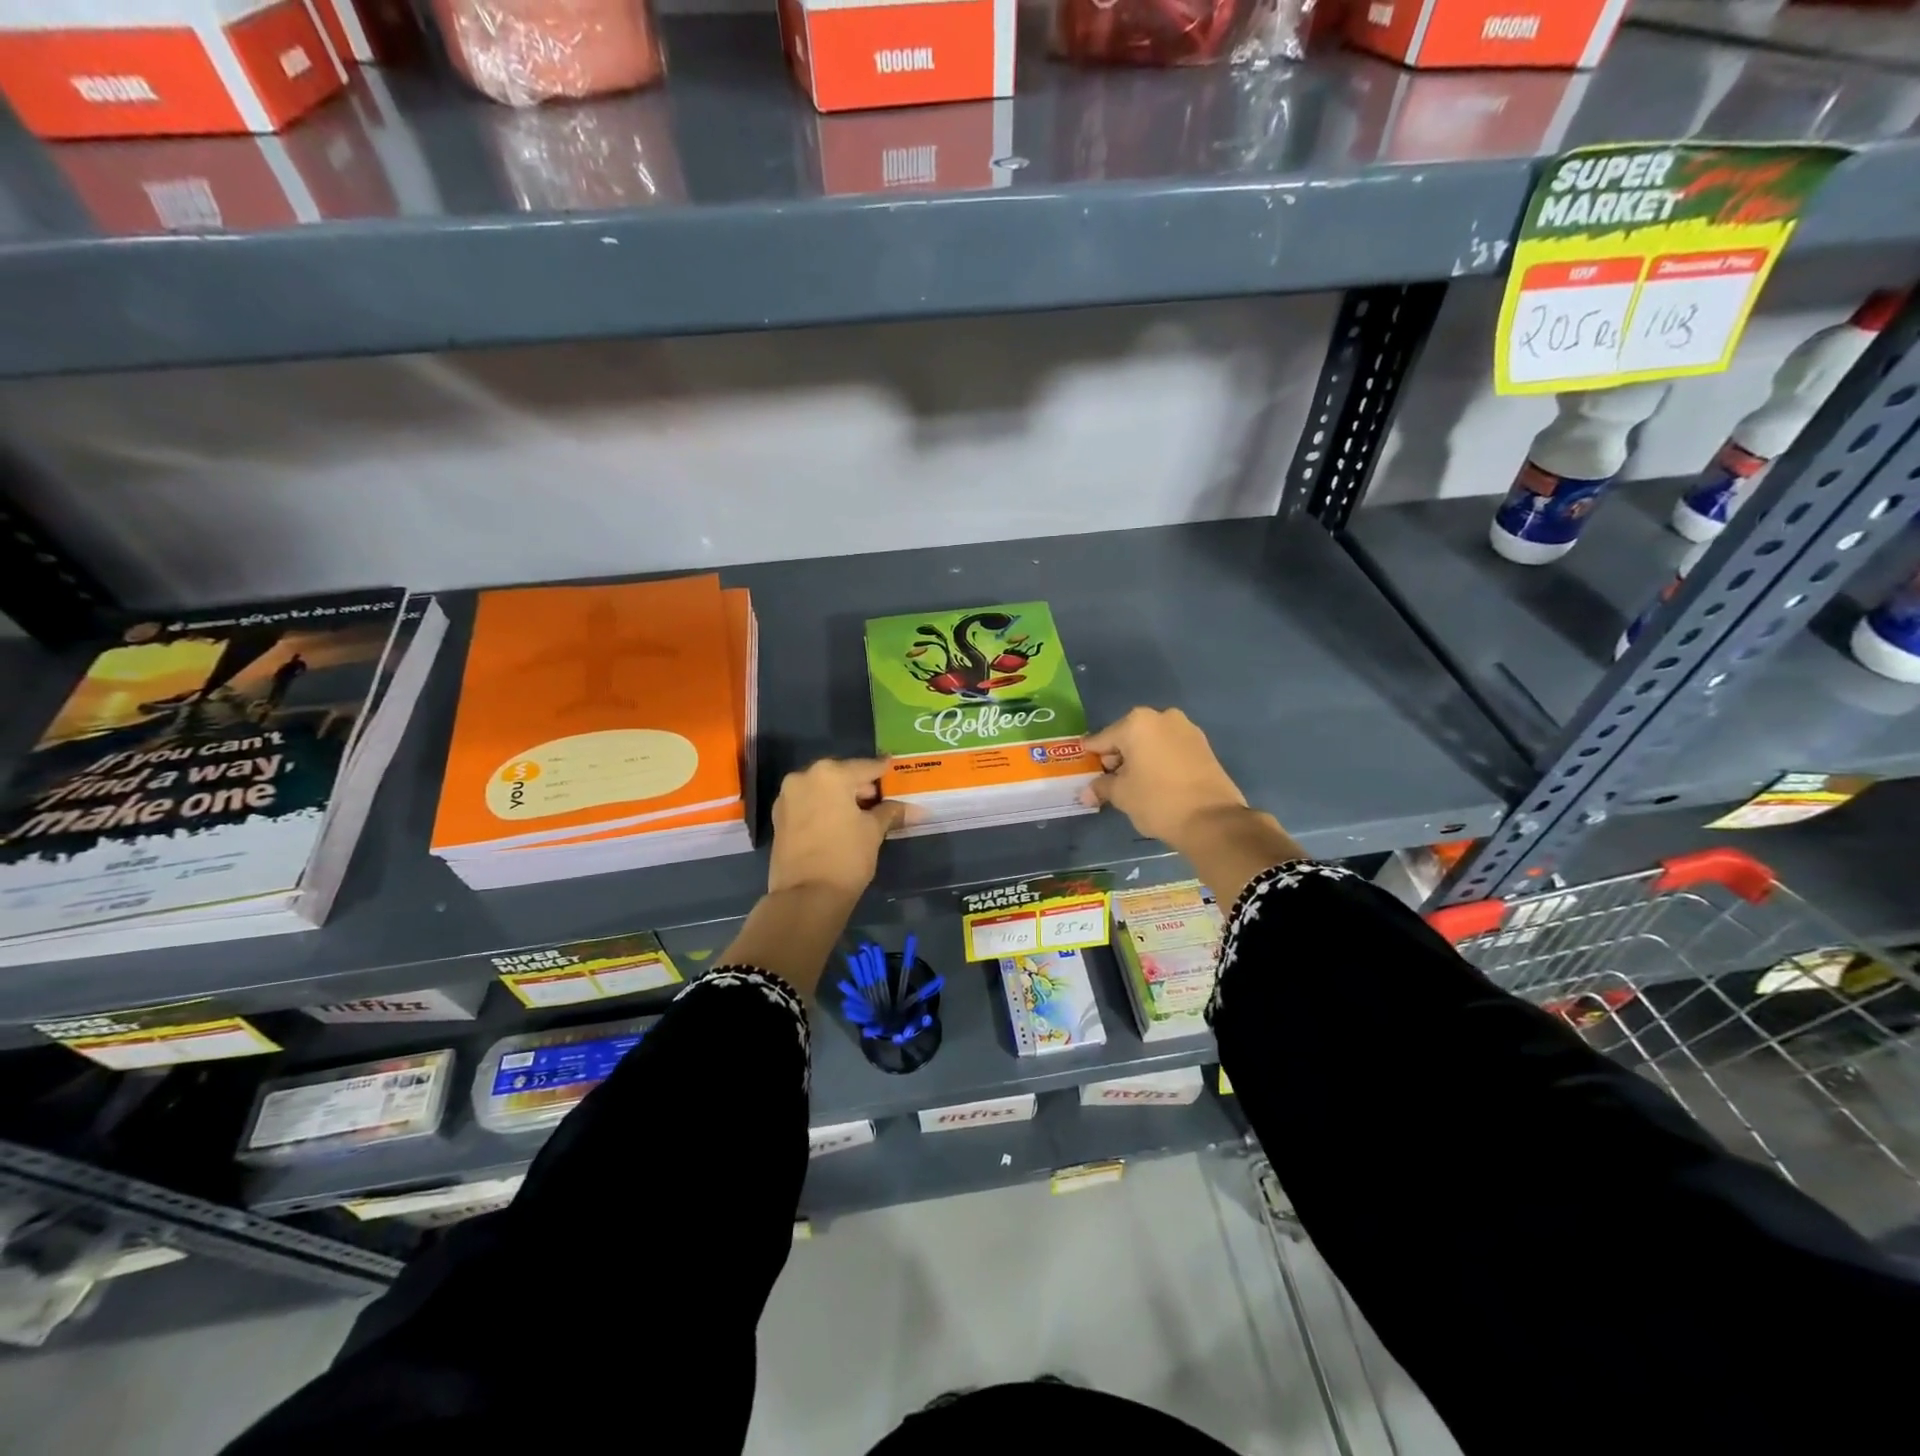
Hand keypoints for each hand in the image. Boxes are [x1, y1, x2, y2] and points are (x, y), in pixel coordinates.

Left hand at [766, 757, 906, 902]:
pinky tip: (839, 822)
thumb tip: (916, 809)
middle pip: (840, 775)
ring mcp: (787, 797)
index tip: (892, 767)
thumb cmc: (846, 857)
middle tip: (880, 798)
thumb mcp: (873, 831)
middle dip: (859, 786)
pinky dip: (823, 808)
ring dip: (840, 797)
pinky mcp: (779, 818)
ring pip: (821, 789)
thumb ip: (890, 812)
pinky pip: (808, 804)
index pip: (865, 767)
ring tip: (861, 813)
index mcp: (830, 774)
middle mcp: (804, 777)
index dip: (882, 770)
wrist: (805, 896)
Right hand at [1081, 708, 1303, 905]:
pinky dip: (1160, 761)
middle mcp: (1162, 717)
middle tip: (1111, 782)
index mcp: (1136, 723)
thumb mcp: (1122, 795)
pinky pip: (1170, 749)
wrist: (1211, 820)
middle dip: (1118, 757)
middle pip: (1128, 736)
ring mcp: (1187, 729)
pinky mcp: (1204, 745)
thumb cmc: (1157, 800)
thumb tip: (1086, 793)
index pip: (1102, 739)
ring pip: (1151, 742)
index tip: (1084, 770)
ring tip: (1135, 784)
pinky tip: (1157, 782)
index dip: (1091, 757)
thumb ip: (1101, 787)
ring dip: (1140, 758)